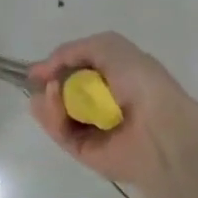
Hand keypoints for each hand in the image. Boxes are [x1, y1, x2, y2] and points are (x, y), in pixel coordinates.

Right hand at [28, 32, 197, 186]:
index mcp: (114, 78)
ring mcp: (91, 128)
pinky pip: (58, 131)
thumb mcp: (109, 46)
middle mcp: (101, 103)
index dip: (56, 67)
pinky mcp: (82, 150)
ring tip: (50, 90)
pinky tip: (51, 101)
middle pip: (61, 92)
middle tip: (41, 80)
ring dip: (47, 99)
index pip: (76, 72)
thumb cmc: (140, 83)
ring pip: (55, 112)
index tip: (37, 70)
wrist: (160, 128)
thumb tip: (45, 70)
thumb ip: (72, 50)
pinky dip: (50, 115)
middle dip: (47, 83)